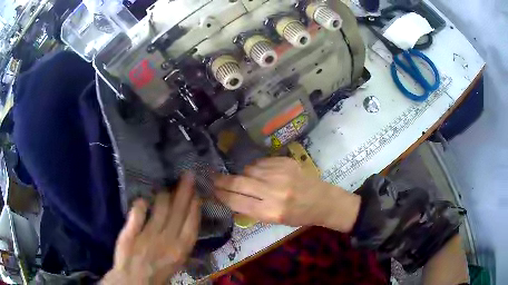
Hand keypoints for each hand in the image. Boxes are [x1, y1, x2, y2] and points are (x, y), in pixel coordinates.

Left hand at [101, 174, 200, 284]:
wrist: (134, 280)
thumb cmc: (158, 273)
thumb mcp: (177, 262)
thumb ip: (181, 243)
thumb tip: (185, 223)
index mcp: (180, 249)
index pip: (191, 223)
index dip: (194, 206)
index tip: (196, 194)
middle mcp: (167, 240)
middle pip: (178, 211)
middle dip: (184, 192)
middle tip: (188, 175)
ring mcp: (148, 235)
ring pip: (159, 209)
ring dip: (163, 196)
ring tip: (165, 189)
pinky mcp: (131, 233)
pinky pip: (137, 213)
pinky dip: (141, 205)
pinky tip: (143, 200)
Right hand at [214, 157, 359, 231]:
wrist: (322, 200)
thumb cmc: (298, 215)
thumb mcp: (274, 221)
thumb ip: (251, 209)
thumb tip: (229, 197)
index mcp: (271, 212)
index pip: (237, 202)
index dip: (221, 195)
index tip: (212, 191)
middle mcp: (274, 192)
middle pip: (238, 182)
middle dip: (222, 181)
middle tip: (213, 178)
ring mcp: (280, 174)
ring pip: (248, 170)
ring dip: (242, 175)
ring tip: (245, 179)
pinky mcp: (285, 162)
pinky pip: (260, 162)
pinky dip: (255, 168)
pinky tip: (260, 173)